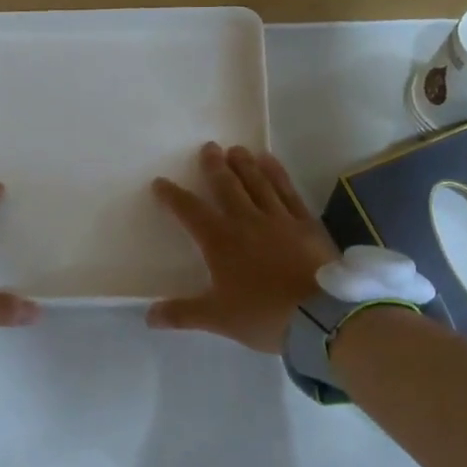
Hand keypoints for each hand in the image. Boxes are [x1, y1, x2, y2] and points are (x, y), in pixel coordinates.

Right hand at [147, 142, 336, 351]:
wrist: (319, 315)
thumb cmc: (263, 315)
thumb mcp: (217, 318)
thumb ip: (181, 314)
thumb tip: (147, 316)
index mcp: (220, 241)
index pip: (190, 211)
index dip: (173, 196)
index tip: (160, 182)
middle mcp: (247, 221)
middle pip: (227, 186)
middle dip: (214, 166)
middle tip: (209, 148)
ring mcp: (279, 218)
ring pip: (258, 182)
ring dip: (245, 164)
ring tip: (236, 149)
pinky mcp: (306, 223)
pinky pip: (288, 191)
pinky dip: (278, 174)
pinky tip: (272, 163)